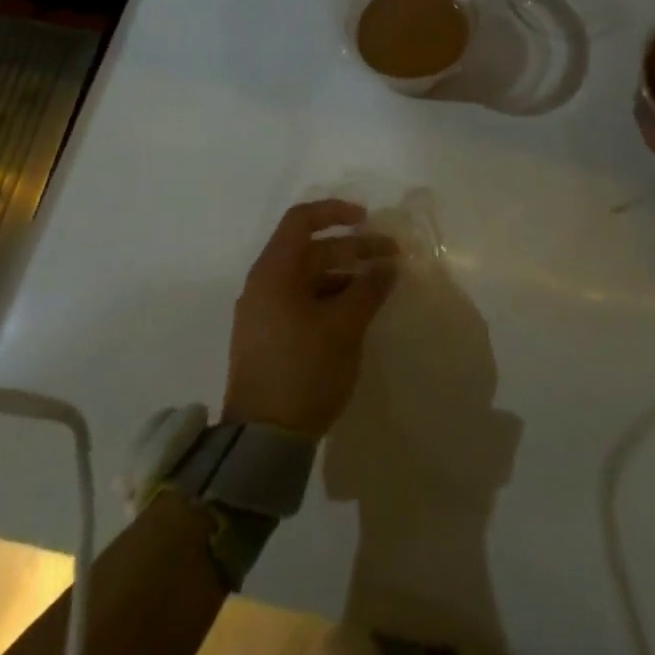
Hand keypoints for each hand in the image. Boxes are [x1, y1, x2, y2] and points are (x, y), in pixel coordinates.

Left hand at [223, 200, 399, 439]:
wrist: (263, 442)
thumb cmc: (305, 370)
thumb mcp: (345, 326)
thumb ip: (369, 288)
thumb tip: (389, 264)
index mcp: (274, 272)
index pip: (302, 220)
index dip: (335, 212)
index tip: (368, 219)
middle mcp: (264, 285)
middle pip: (311, 250)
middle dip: (353, 249)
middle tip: (391, 258)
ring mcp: (264, 314)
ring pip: (309, 278)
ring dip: (345, 276)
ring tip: (379, 288)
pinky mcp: (270, 339)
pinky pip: (303, 302)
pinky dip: (331, 298)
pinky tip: (357, 313)